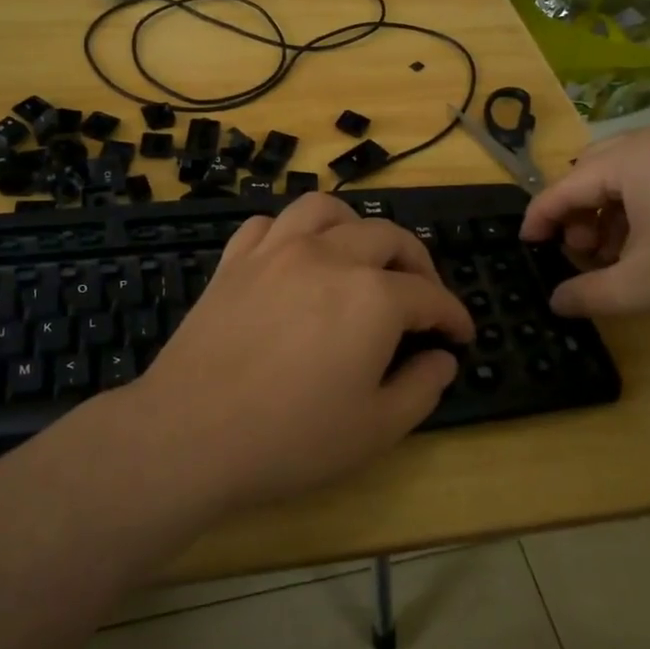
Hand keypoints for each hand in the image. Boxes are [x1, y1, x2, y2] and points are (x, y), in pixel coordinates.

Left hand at [133, 193, 474, 509]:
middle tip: (423, 298)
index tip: (460, 334)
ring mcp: (275, 251)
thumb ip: (421, 387)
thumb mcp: (376, 429)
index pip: (429, 295)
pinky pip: (268, 224)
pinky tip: (295, 257)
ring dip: (355, 226)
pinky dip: (291, 232)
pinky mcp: (234, 260)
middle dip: (418, 264)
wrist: (189, 434)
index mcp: (372, 297)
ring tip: (361, 256)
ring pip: (326, 210)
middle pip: (387, 237)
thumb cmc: (290, 439)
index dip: (452, 315)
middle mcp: (328, 256)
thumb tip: (442, 358)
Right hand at [519, 128, 649, 330]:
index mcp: (633, 158)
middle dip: (579, 212)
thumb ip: (590, 294)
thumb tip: (556, 303)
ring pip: (635, 175)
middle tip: (580, 252)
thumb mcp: (646, 287)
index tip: (524, 245)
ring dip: (614, 213)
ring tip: (619, 256)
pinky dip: (649, 208)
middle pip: (597, 171)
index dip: (540, 217)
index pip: (566, 185)